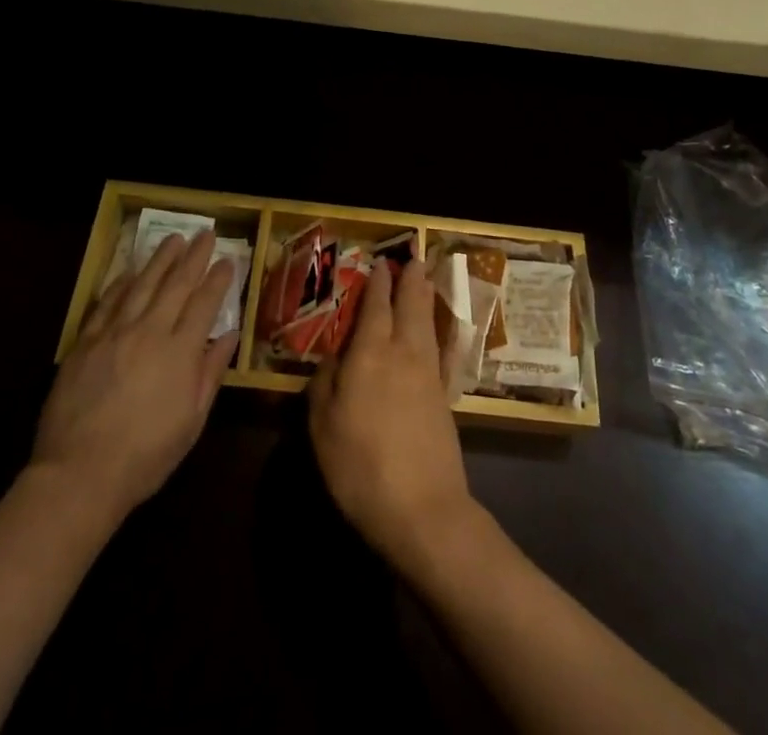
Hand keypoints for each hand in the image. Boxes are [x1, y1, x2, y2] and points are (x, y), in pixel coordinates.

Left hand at [28, 232, 238, 523]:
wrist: (79, 474)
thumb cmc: (145, 456)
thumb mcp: (191, 422)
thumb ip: (210, 373)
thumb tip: (228, 335)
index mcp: (180, 352)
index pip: (205, 303)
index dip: (218, 279)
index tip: (227, 259)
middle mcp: (150, 331)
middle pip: (176, 284)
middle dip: (194, 256)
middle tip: (206, 232)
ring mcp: (114, 333)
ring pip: (142, 284)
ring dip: (160, 259)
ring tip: (173, 238)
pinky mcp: (85, 342)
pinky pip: (107, 302)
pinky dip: (121, 283)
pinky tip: (130, 271)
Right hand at [309, 258, 478, 573]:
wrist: (422, 508)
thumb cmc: (360, 466)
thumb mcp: (323, 425)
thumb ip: (325, 383)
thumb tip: (334, 357)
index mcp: (369, 354)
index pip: (374, 308)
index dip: (377, 285)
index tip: (380, 264)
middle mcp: (402, 353)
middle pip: (408, 307)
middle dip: (409, 281)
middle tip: (413, 259)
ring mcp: (428, 374)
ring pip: (427, 324)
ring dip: (426, 298)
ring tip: (426, 280)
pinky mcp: (444, 397)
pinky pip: (443, 352)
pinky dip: (443, 334)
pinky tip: (444, 332)